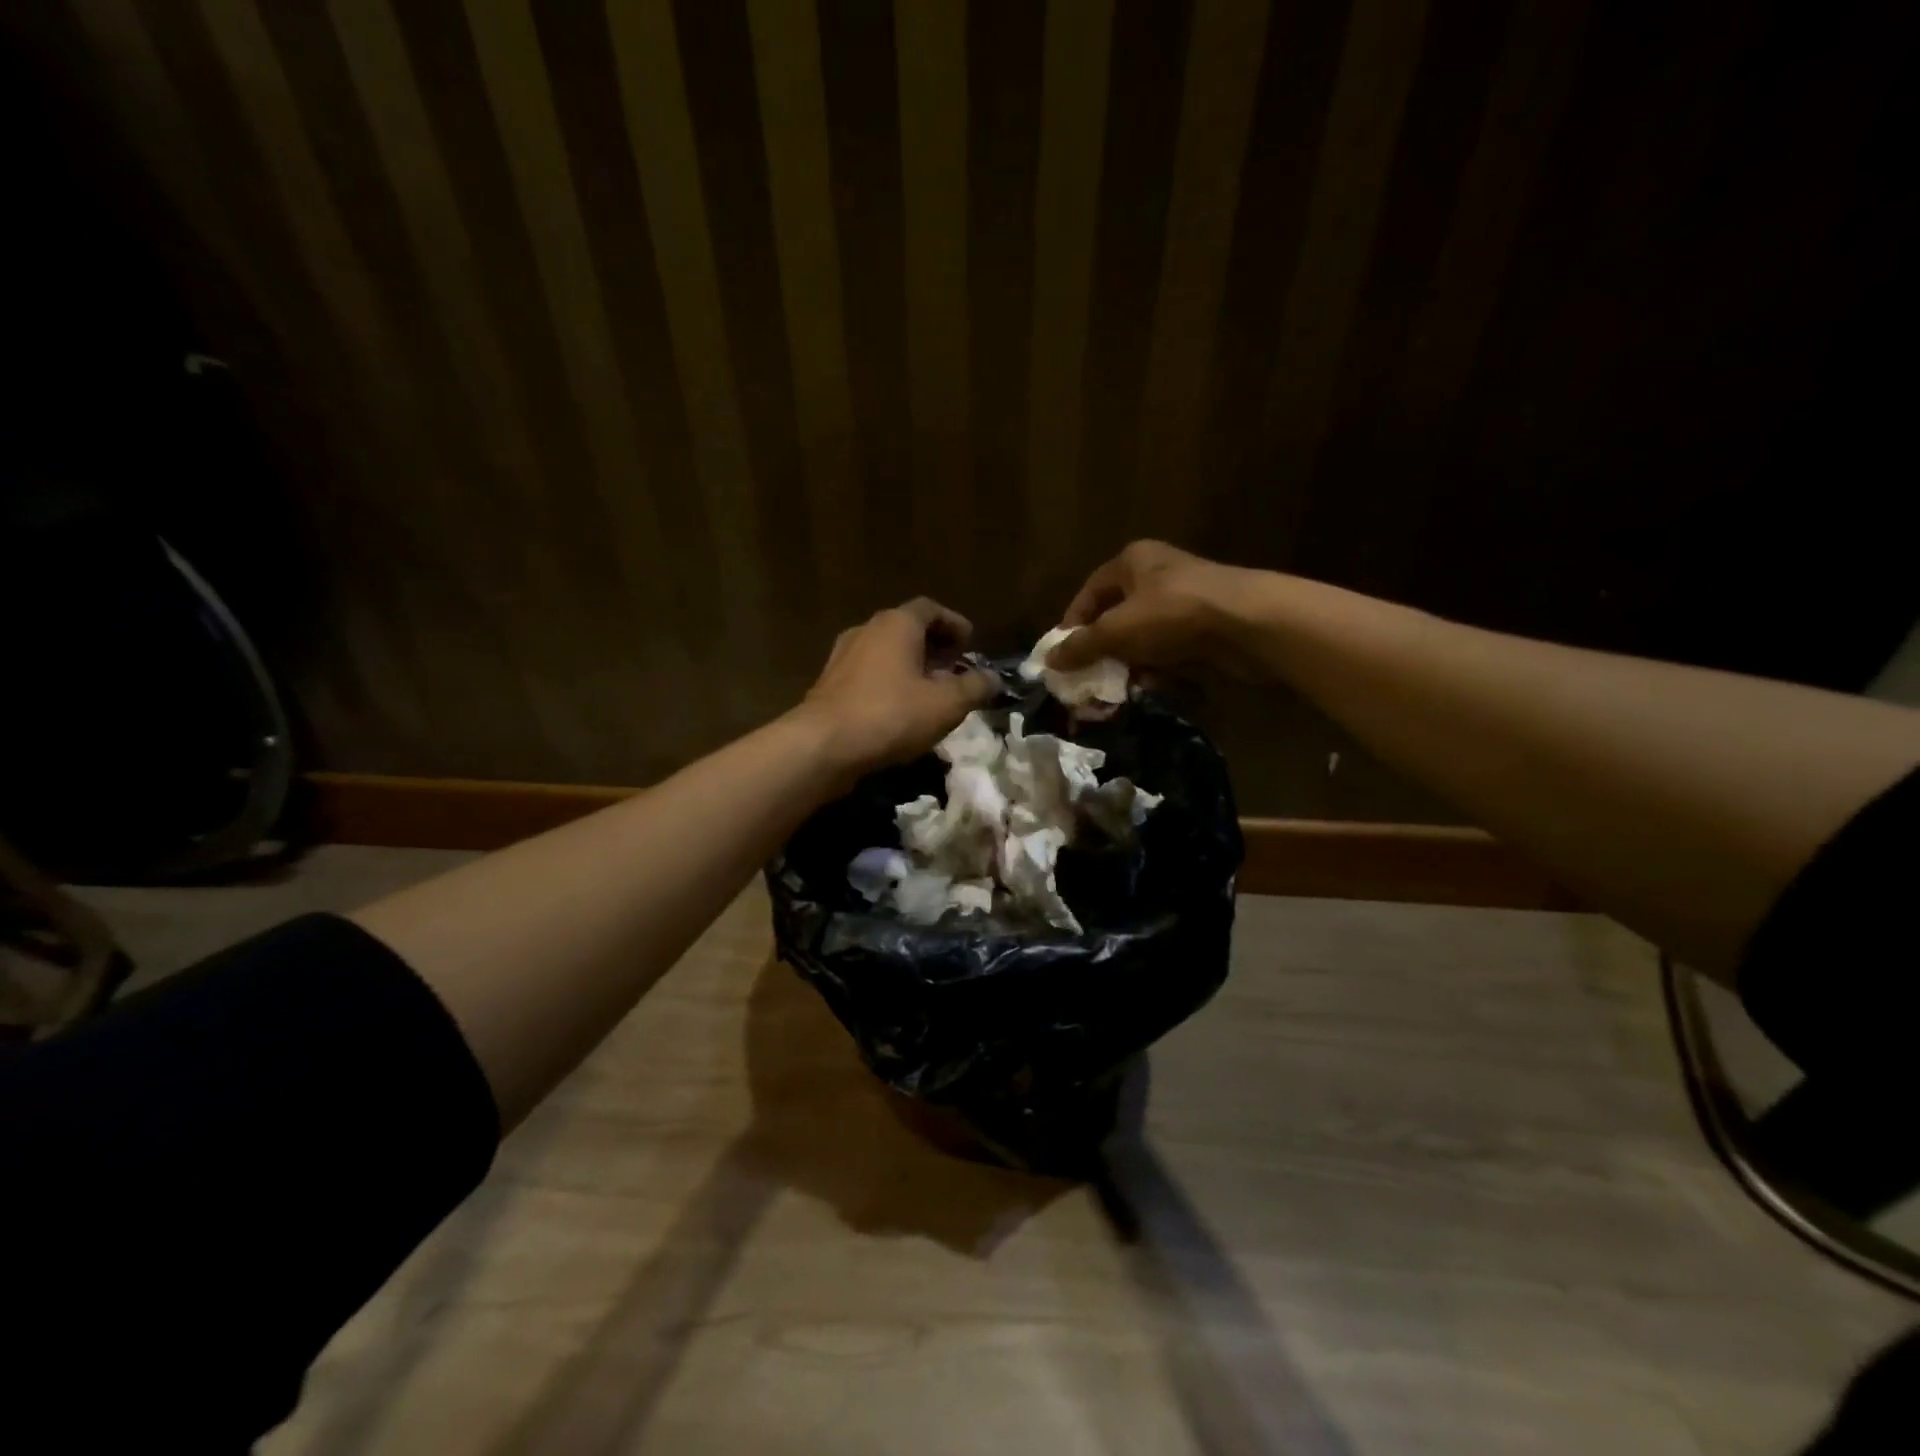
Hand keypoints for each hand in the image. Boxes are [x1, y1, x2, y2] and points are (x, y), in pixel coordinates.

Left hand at [799, 598, 997, 777]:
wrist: (824, 745)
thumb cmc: (891, 715)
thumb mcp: (946, 704)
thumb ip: (974, 688)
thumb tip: (994, 678)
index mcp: (897, 624)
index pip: (930, 609)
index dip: (954, 623)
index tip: (970, 642)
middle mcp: (867, 630)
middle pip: (906, 628)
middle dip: (934, 645)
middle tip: (954, 666)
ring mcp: (843, 656)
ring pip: (885, 652)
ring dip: (910, 666)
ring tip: (931, 691)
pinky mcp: (830, 684)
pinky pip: (868, 674)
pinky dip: (889, 682)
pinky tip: (901, 710)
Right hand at [1048, 540, 1263, 676]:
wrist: (1248, 623)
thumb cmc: (1172, 614)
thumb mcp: (1117, 630)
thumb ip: (1082, 646)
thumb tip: (1049, 661)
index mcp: (1133, 561)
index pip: (1090, 592)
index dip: (1072, 623)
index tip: (1063, 654)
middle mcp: (1157, 575)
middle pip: (1116, 616)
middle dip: (1101, 650)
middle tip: (1087, 677)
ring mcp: (1183, 601)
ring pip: (1142, 637)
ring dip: (1128, 663)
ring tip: (1116, 689)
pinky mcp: (1204, 627)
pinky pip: (1168, 649)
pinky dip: (1156, 668)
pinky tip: (1150, 686)